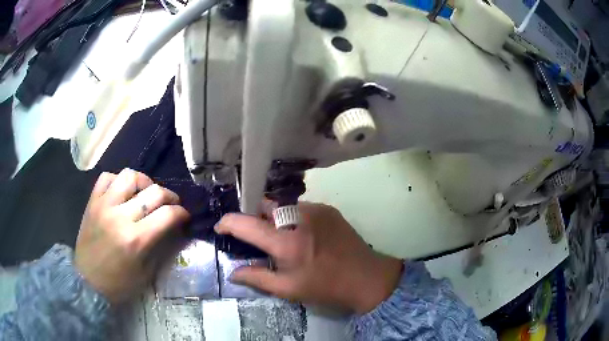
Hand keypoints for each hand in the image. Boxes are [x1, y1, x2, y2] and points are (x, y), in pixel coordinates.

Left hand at [75, 169, 189, 303]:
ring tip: (145, 193)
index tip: (184, 216)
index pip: (167, 214)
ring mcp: (104, 205)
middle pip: (153, 192)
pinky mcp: (92, 201)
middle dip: (169, 196)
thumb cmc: (119, 282)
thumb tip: (173, 227)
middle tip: (171, 204)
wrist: (87, 280)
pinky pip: (107, 177)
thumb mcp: (146, 271)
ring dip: (144, 182)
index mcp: (136, 239)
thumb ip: (159, 246)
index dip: (181, 213)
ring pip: (129, 176)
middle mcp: (120, 216)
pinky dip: (118, 180)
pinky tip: (122, 192)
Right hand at [215, 202, 402, 313]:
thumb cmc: (325, 287)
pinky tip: (304, 235)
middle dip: (254, 218)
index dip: (228, 222)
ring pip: (282, 205)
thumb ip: (257, 278)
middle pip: (264, 206)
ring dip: (275, 218)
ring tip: (284, 238)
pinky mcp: (328, 208)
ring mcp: (315, 209)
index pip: (246, 223)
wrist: (366, 277)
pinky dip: (293, 218)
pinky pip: (301, 207)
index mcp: (285, 242)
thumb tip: (233, 272)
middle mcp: (298, 218)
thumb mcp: (288, 289)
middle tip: (258, 238)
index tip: (221, 227)